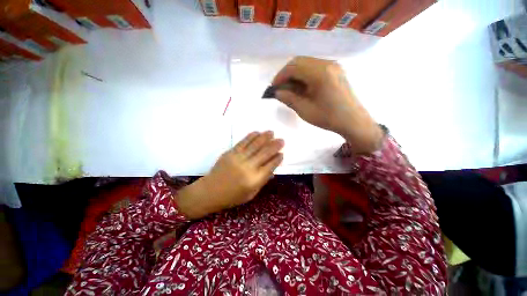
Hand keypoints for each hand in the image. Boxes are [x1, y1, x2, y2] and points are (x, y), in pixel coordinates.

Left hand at [176, 131, 283, 218]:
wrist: (210, 192)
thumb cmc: (232, 196)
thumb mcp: (251, 194)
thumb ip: (263, 181)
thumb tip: (272, 169)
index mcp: (254, 180)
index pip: (270, 166)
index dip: (277, 159)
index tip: (282, 153)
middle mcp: (248, 167)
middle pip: (265, 153)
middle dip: (274, 145)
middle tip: (281, 140)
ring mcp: (238, 158)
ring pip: (255, 145)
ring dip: (264, 137)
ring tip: (271, 132)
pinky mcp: (230, 153)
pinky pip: (243, 142)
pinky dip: (251, 136)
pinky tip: (257, 132)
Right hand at [272, 56, 382, 153]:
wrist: (353, 121)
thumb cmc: (329, 118)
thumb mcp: (305, 110)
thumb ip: (289, 99)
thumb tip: (277, 92)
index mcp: (320, 73)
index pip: (293, 67)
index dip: (280, 76)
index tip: (273, 88)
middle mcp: (327, 63)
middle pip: (299, 61)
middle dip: (286, 74)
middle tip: (280, 89)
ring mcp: (333, 65)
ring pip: (306, 63)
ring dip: (295, 74)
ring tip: (289, 90)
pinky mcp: (335, 70)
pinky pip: (314, 68)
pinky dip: (304, 75)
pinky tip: (301, 87)